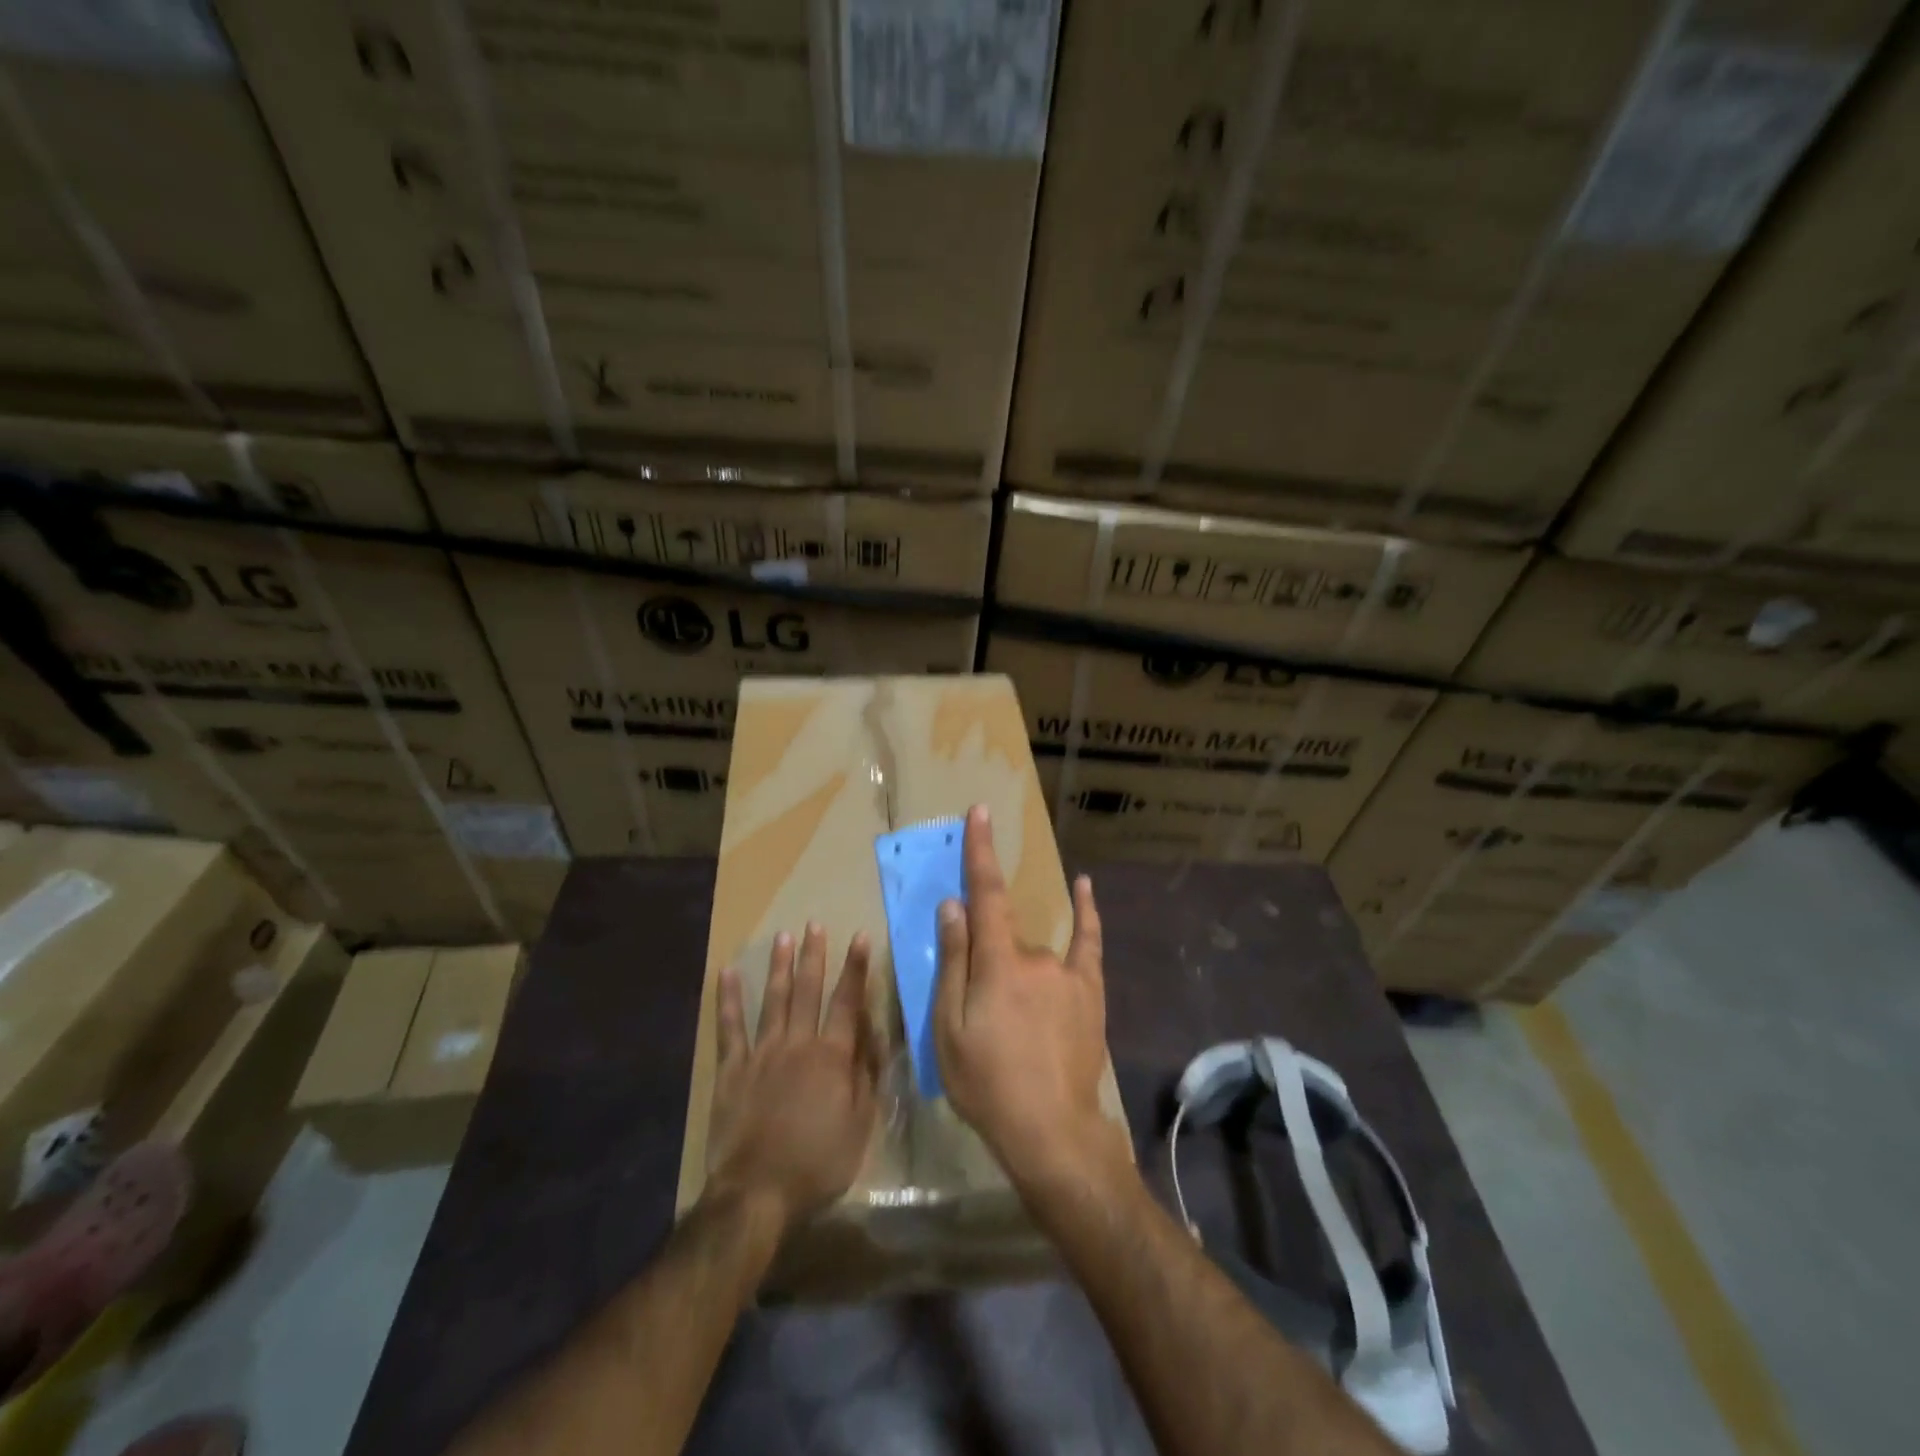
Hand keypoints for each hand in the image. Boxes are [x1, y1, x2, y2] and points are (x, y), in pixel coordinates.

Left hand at [707, 925, 876, 1231]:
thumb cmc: (818, 1162)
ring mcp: (762, 1053)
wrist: (758, 1192)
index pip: (847, 1002)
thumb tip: (873, 1033)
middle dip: (814, 956)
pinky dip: (729, 999)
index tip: (859, 937)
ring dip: (780, 967)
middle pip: (808, 991)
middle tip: (814, 925)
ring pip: (774, 1000)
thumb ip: (867, 1074)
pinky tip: (728, 973)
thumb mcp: (861, 1123)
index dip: (855, 969)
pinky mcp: (732, 1069)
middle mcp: (798, 1044)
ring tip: (783, 937)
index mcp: (832, 1056)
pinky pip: (729, 1027)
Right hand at [934, 805, 1125, 1193]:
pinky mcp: (1090, 990)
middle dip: (986, 961)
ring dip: (1015, 973)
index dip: (980, 851)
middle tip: (980, 1019)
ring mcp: (1068, 972)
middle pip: (1003, 937)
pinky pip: (1087, 941)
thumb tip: (953, 906)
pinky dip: (1085, 911)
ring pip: (1032, 953)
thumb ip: (953, 962)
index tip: (980, 812)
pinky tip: (1083, 886)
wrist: (1050, 1131)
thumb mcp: (949, 1029)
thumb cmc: (987, 1084)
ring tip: (1013, 1030)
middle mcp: (1036, 956)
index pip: (986, 894)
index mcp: (998, 963)